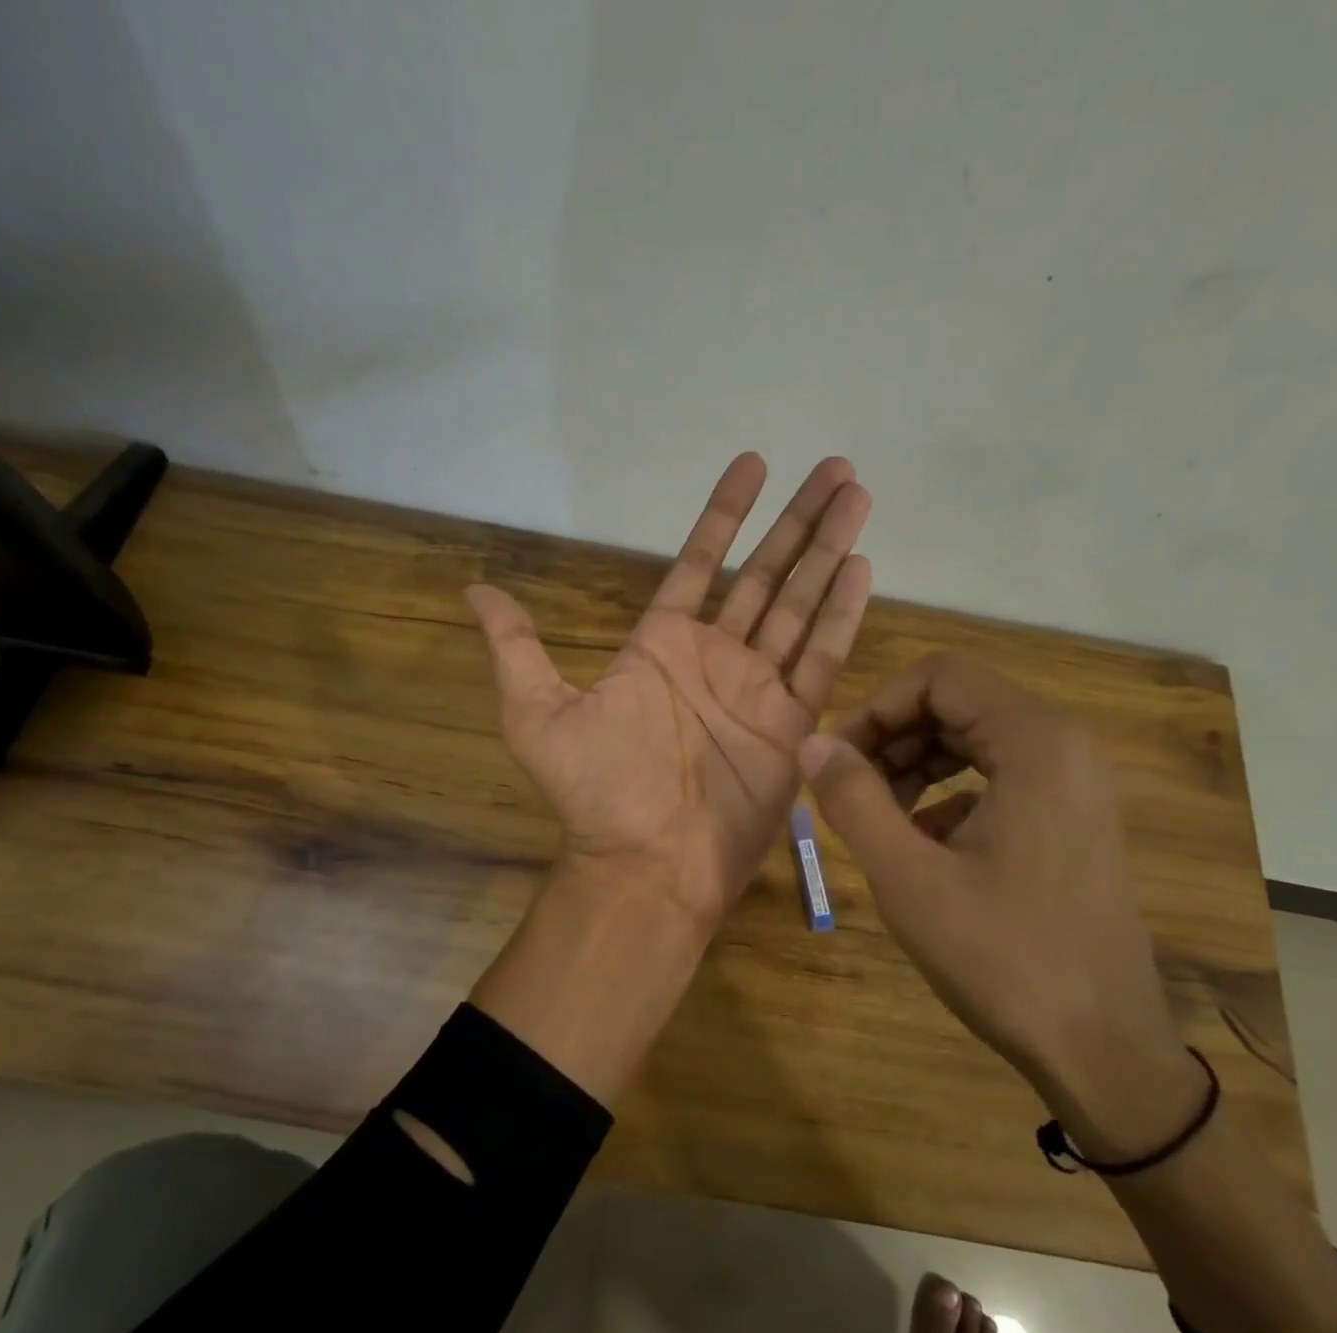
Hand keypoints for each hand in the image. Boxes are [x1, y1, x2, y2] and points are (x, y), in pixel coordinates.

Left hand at [468, 453, 871, 931]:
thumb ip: (517, 649)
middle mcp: (715, 657)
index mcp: (661, 645)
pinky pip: (821, 659)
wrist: (646, 862)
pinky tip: (861, 567)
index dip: (725, 515)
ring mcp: (758, 688)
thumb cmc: (596, 791)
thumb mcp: (538, 714)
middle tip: (834, 466)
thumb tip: (474, 590)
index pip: (700, 563)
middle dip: (798, 521)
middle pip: (764, 573)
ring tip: (857, 496)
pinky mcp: (792, 723)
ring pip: (800, 604)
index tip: (753, 464)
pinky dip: (842, 615)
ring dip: (828, 551)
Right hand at [797, 654, 1186, 1101]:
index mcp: (1035, 742)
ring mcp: (1075, 785)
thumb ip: (853, 798)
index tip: (836, 759)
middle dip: (892, 737)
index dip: (876, 707)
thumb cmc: (1002, 957)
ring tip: (876, 817)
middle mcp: (1064, 747)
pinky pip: (997, 779)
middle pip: (957, 704)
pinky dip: (947, 796)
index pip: (938, 677)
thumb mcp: (908, 876)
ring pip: (974, 741)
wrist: (1102, 1050)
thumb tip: (810, 743)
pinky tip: (921, 848)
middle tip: (847, 790)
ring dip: (915, 765)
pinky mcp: (1072, 820)